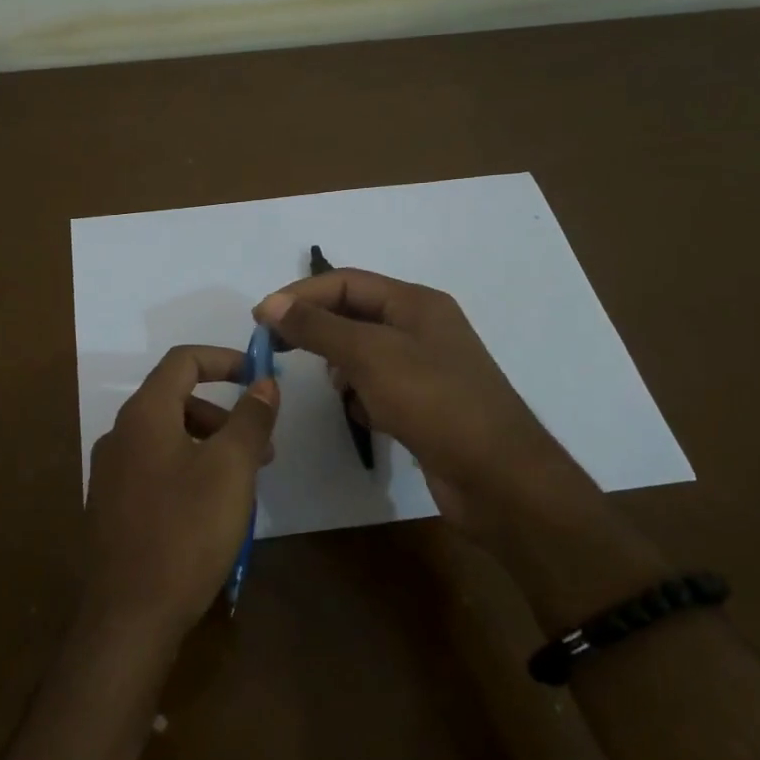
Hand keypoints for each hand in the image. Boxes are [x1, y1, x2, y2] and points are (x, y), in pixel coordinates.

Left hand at [82, 345, 279, 645]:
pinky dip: (189, 468)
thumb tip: (265, 382)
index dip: (225, 359)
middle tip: (263, 447)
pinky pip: (156, 467)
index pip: (183, 361)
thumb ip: (250, 419)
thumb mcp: (231, 469)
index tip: (260, 377)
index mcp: (144, 415)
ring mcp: (111, 471)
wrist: (129, 616)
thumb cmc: (186, 531)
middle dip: (224, 413)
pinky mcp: (112, 505)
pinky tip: (211, 508)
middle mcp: (120, 434)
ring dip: (210, 444)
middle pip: (176, 399)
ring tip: (244, 483)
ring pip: (168, 436)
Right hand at [253, 270, 597, 539]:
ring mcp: (424, 367)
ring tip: (338, 388)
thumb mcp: (369, 355)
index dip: (300, 295)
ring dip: (341, 367)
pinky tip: (364, 416)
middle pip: (353, 315)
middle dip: (317, 331)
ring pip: (363, 353)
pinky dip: (362, 396)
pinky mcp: (424, 403)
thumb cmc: (434, 401)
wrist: (499, 477)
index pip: (346, 282)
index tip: (260, 320)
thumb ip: (317, 327)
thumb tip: (271, 304)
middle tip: (277, 350)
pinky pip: (377, 386)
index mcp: (415, 303)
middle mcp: (421, 327)